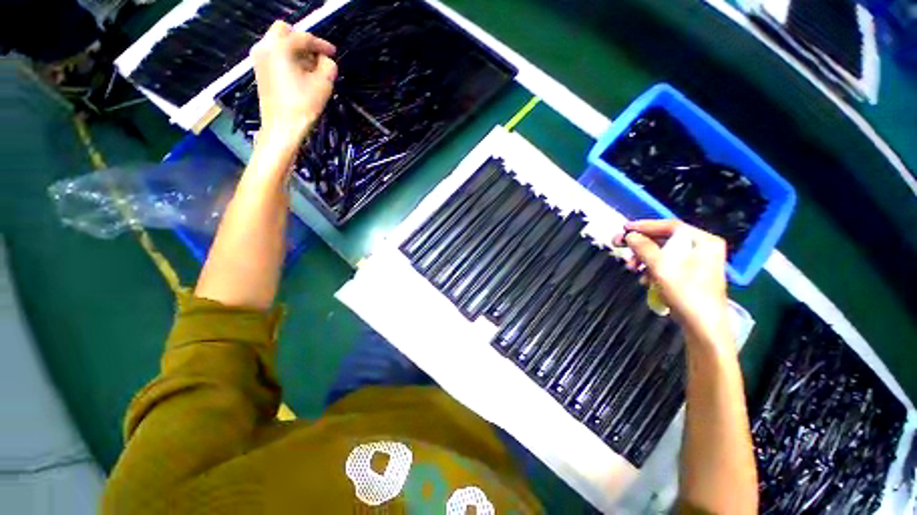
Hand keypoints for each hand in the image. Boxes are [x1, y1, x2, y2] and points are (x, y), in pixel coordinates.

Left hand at [251, 21, 336, 144]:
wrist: (282, 128)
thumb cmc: (303, 106)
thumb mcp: (323, 85)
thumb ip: (328, 66)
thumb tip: (326, 60)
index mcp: (280, 47)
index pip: (304, 38)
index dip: (321, 44)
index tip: (334, 53)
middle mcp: (265, 47)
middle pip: (285, 31)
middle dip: (303, 41)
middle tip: (317, 56)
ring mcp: (259, 58)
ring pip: (278, 42)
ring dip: (295, 50)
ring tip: (311, 67)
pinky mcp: (259, 70)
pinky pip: (274, 54)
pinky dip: (287, 58)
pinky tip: (300, 73)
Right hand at [615, 220, 732, 351]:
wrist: (703, 327)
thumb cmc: (687, 294)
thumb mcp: (662, 268)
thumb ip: (644, 248)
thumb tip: (630, 235)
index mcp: (703, 242)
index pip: (670, 226)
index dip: (645, 226)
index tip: (624, 229)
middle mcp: (702, 248)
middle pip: (665, 240)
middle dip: (641, 246)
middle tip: (620, 247)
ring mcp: (697, 263)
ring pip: (663, 253)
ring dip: (644, 259)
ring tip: (632, 268)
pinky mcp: (690, 276)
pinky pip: (666, 265)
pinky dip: (652, 269)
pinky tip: (644, 279)